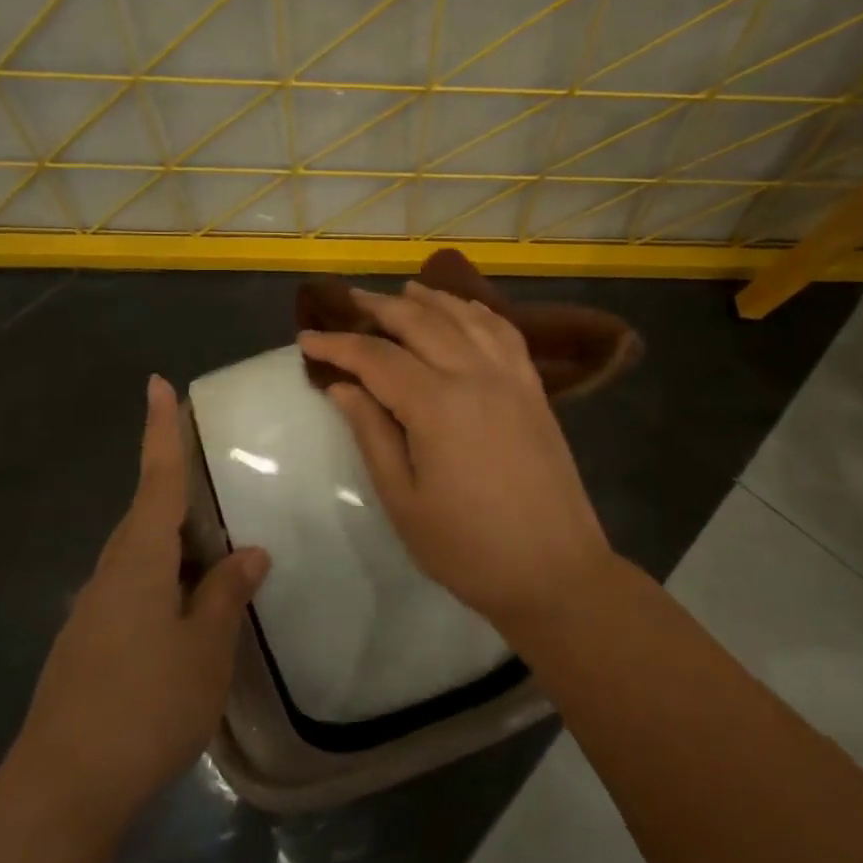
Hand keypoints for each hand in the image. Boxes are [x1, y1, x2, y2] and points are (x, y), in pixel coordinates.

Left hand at [14, 376, 268, 835]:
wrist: (62, 791)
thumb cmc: (145, 706)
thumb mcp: (205, 649)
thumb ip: (226, 595)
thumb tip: (250, 552)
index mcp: (139, 561)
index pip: (156, 479)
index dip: (161, 431)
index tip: (157, 384)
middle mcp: (110, 574)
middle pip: (148, 515)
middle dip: (176, 490)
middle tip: (214, 478)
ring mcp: (94, 611)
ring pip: (140, 557)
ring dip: (175, 546)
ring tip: (214, 552)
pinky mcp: (88, 645)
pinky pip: (133, 591)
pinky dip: (164, 583)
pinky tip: (186, 613)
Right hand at [300, 282, 614, 629]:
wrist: (555, 572)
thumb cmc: (468, 548)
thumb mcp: (403, 500)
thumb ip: (372, 434)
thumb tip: (341, 387)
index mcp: (437, 404)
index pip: (376, 358)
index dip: (338, 345)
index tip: (306, 338)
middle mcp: (475, 375)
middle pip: (421, 322)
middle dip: (380, 307)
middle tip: (348, 301)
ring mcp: (511, 378)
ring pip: (465, 318)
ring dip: (431, 299)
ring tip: (404, 290)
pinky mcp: (534, 389)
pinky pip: (504, 332)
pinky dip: (479, 312)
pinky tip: (465, 311)